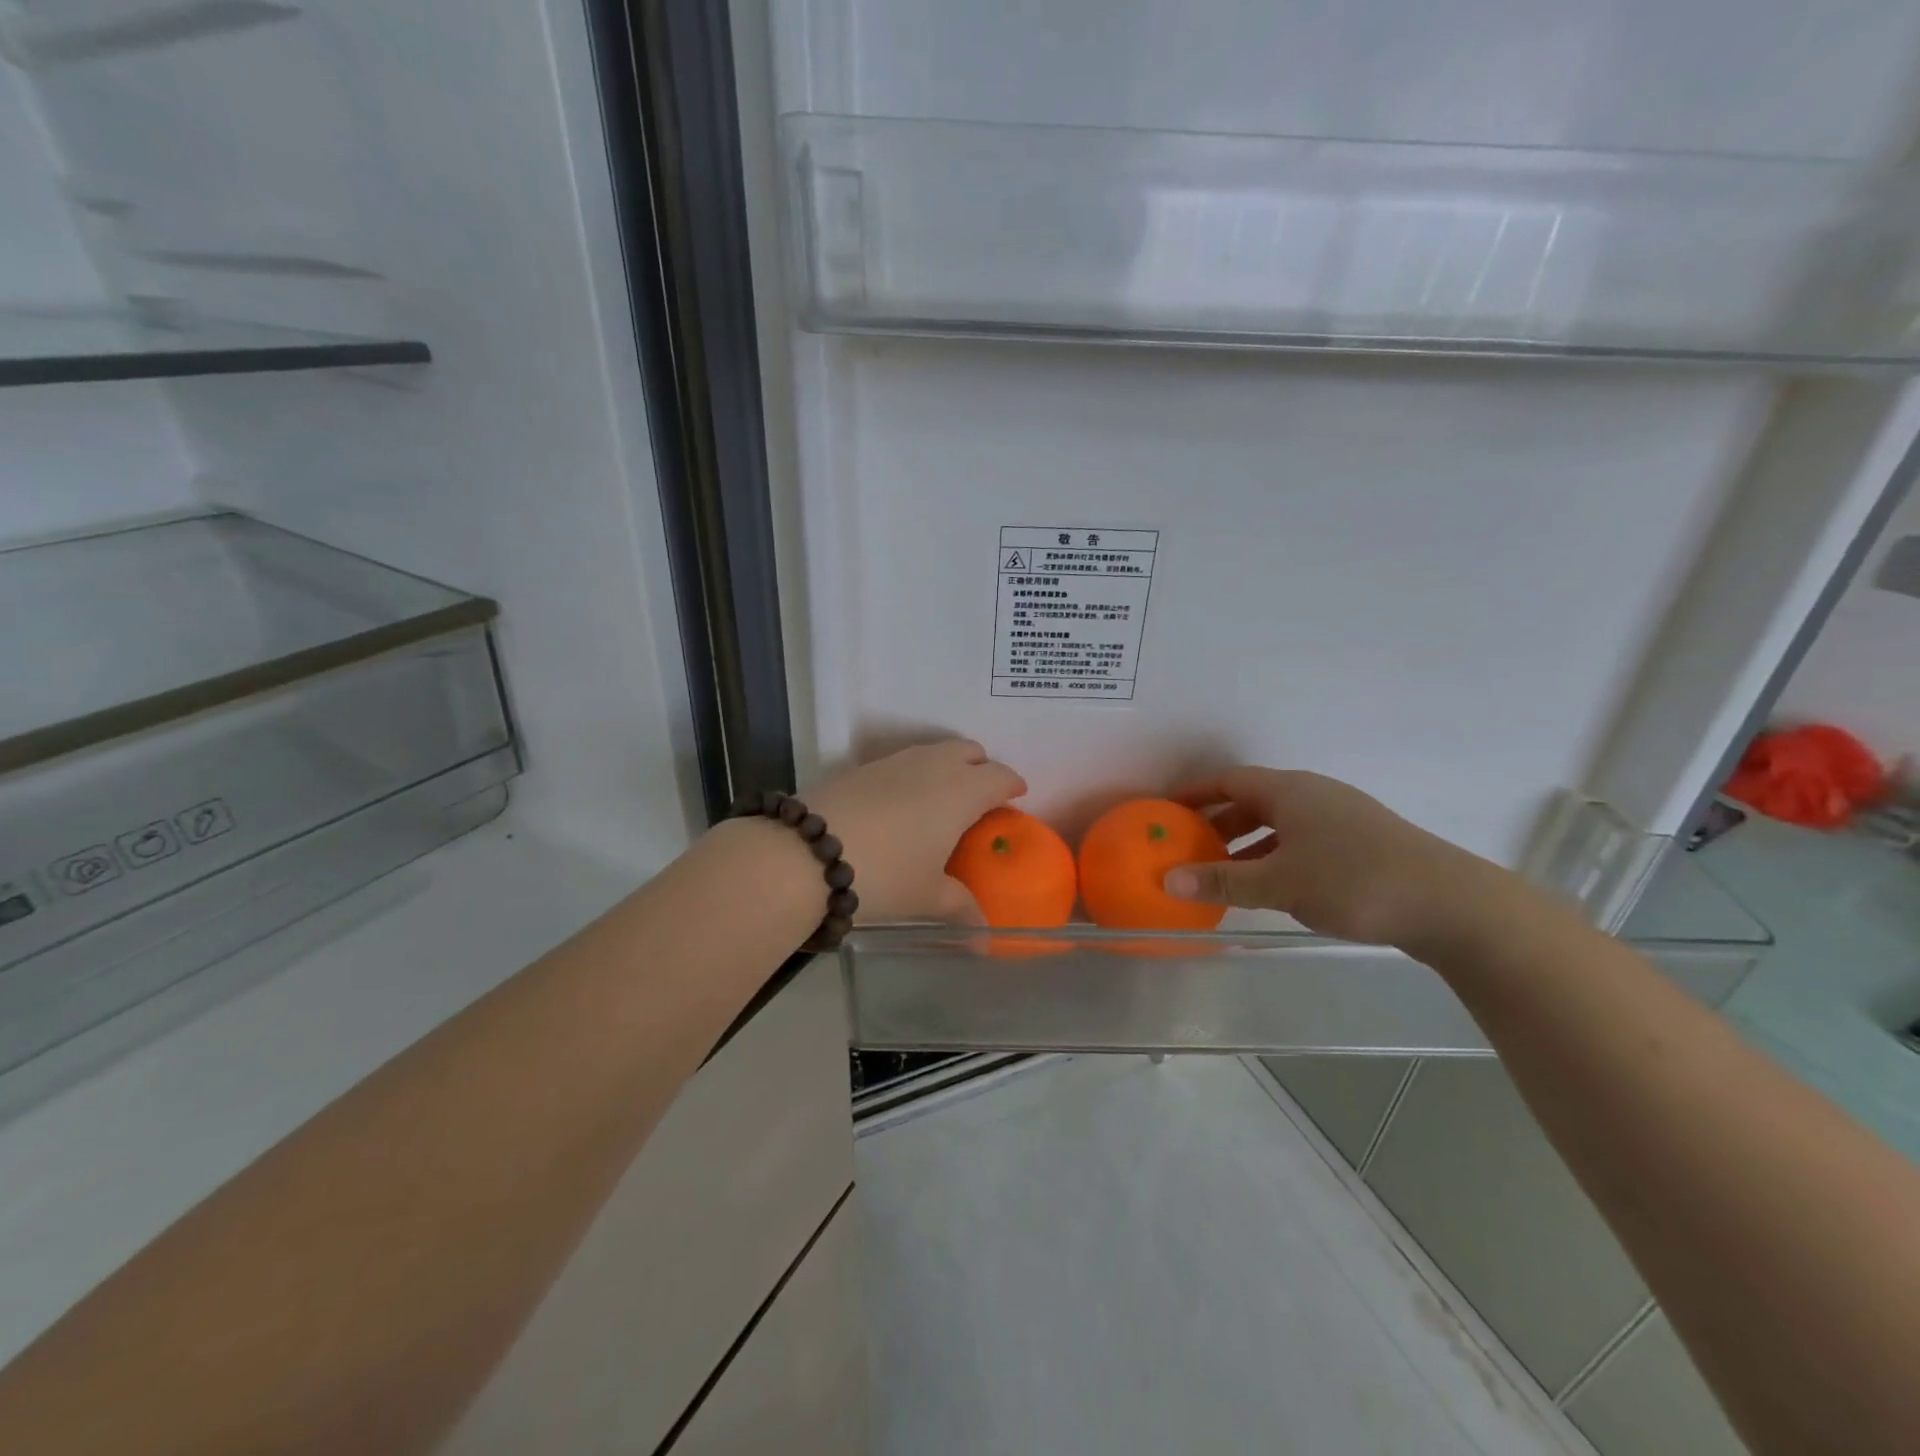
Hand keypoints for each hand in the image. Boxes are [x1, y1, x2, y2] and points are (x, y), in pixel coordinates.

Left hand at [805, 739, 1026, 923]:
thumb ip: (960, 908)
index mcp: (961, 791)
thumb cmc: (885, 874)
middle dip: (980, 767)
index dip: (1012, 784)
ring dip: (945, 767)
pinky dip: (912, 775)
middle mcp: (932, 765)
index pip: (1000, 775)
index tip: (1016, 796)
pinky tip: (899, 805)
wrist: (805, 854)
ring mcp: (894, 762)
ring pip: (932, 752)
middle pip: (968, 750)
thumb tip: (984, 940)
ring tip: (940, 801)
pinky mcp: (861, 767)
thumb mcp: (927, 896)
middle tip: (981, 796)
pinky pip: (901, 763)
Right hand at [1161, 767, 1497, 947]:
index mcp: (1290, 791)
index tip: (1164, 811)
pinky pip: (1302, 843)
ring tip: (1221, 875)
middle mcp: (1314, 795)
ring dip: (1246, 846)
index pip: (1228, 780)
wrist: (1451, 905)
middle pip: (1252, 801)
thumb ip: (1221, 881)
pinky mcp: (1362, 844)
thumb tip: (1166, 880)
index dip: (1193, 794)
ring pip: (1279, 825)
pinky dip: (1275, 858)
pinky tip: (1271, 888)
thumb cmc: (1354, 881)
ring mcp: (1341, 819)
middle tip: (1187, 849)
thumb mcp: (1278, 883)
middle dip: (1217, 824)